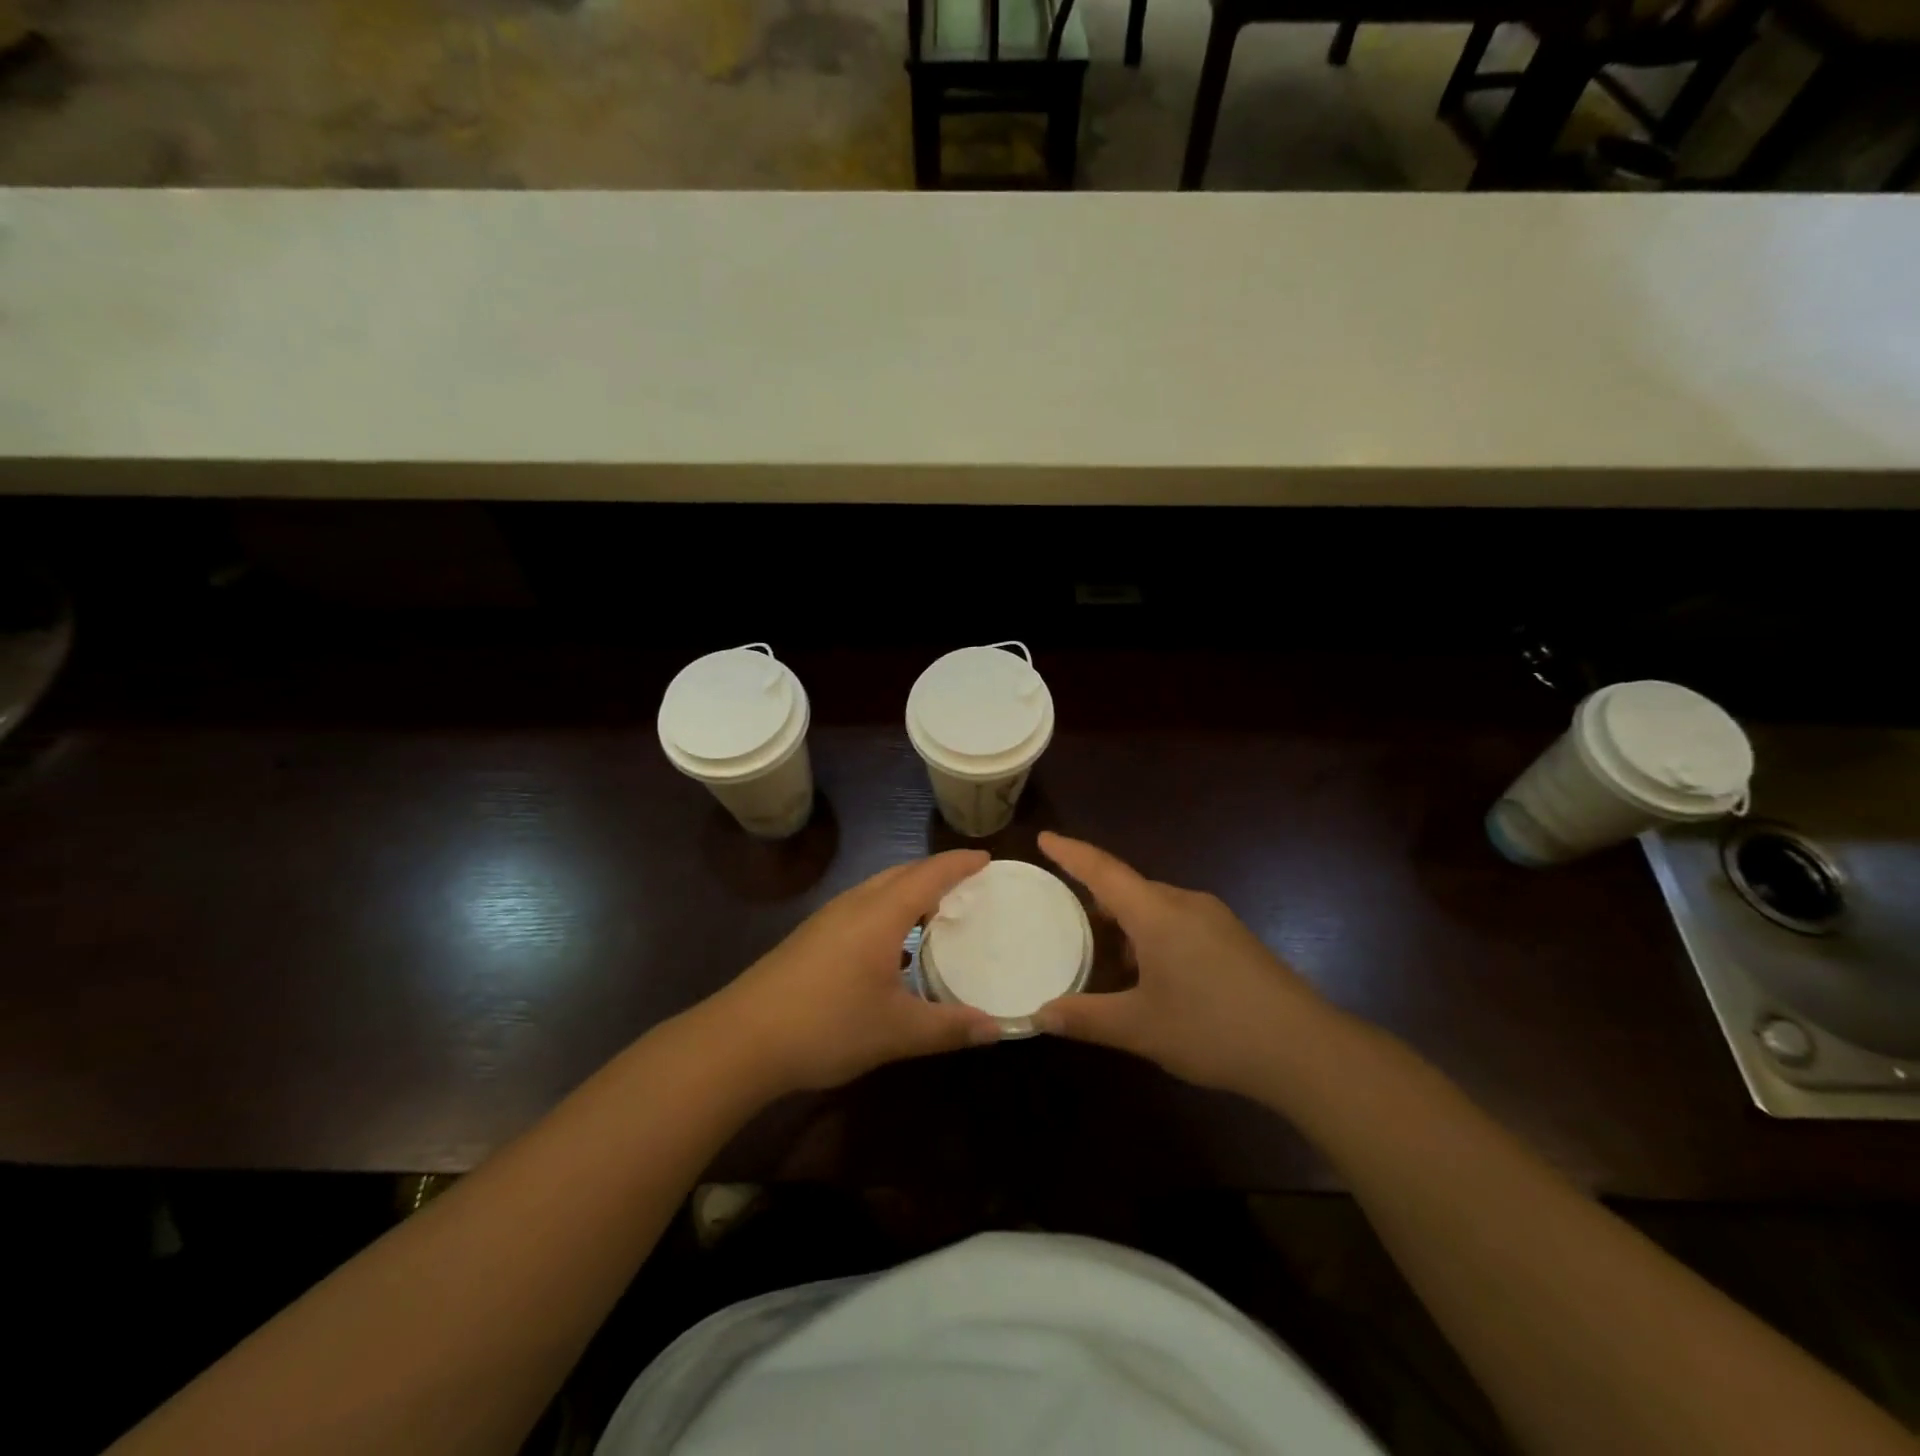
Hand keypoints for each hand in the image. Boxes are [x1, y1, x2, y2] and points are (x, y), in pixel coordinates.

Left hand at [712, 850, 1002, 1093]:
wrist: (741, 1039)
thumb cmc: (826, 1025)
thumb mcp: (896, 1031)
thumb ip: (949, 1028)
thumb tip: (997, 1029)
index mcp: (880, 915)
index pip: (929, 875)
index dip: (959, 864)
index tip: (987, 859)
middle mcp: (854, 905)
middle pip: (902, 873)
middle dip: (936, 872)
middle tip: (969, 884)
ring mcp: (828, 919)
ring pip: (878, 888)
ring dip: (910, 889)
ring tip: (937, 908)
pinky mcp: (811, 937)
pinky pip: (862, 905)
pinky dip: (889, 907)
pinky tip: (893, 942)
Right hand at [1033, 832, 1338, 1098]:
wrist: (1306, 1049)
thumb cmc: (1213, 1030)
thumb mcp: (1141, 1028)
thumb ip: (1086, 1018)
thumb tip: (1039, 1015)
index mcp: (1156, 913)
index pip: (1103, 870)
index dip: (1071, 853)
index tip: (1045, 837)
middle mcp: (1185, 903)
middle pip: (1129, 886)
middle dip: (1096, 894)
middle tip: (1064, 910)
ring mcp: (1214, 919)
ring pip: (1156, 907)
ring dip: (1126, 920)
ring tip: (1102, 948)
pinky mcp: (1234, 939)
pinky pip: (1178, 922)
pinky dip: (1152, 934)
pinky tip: (1150, 971)